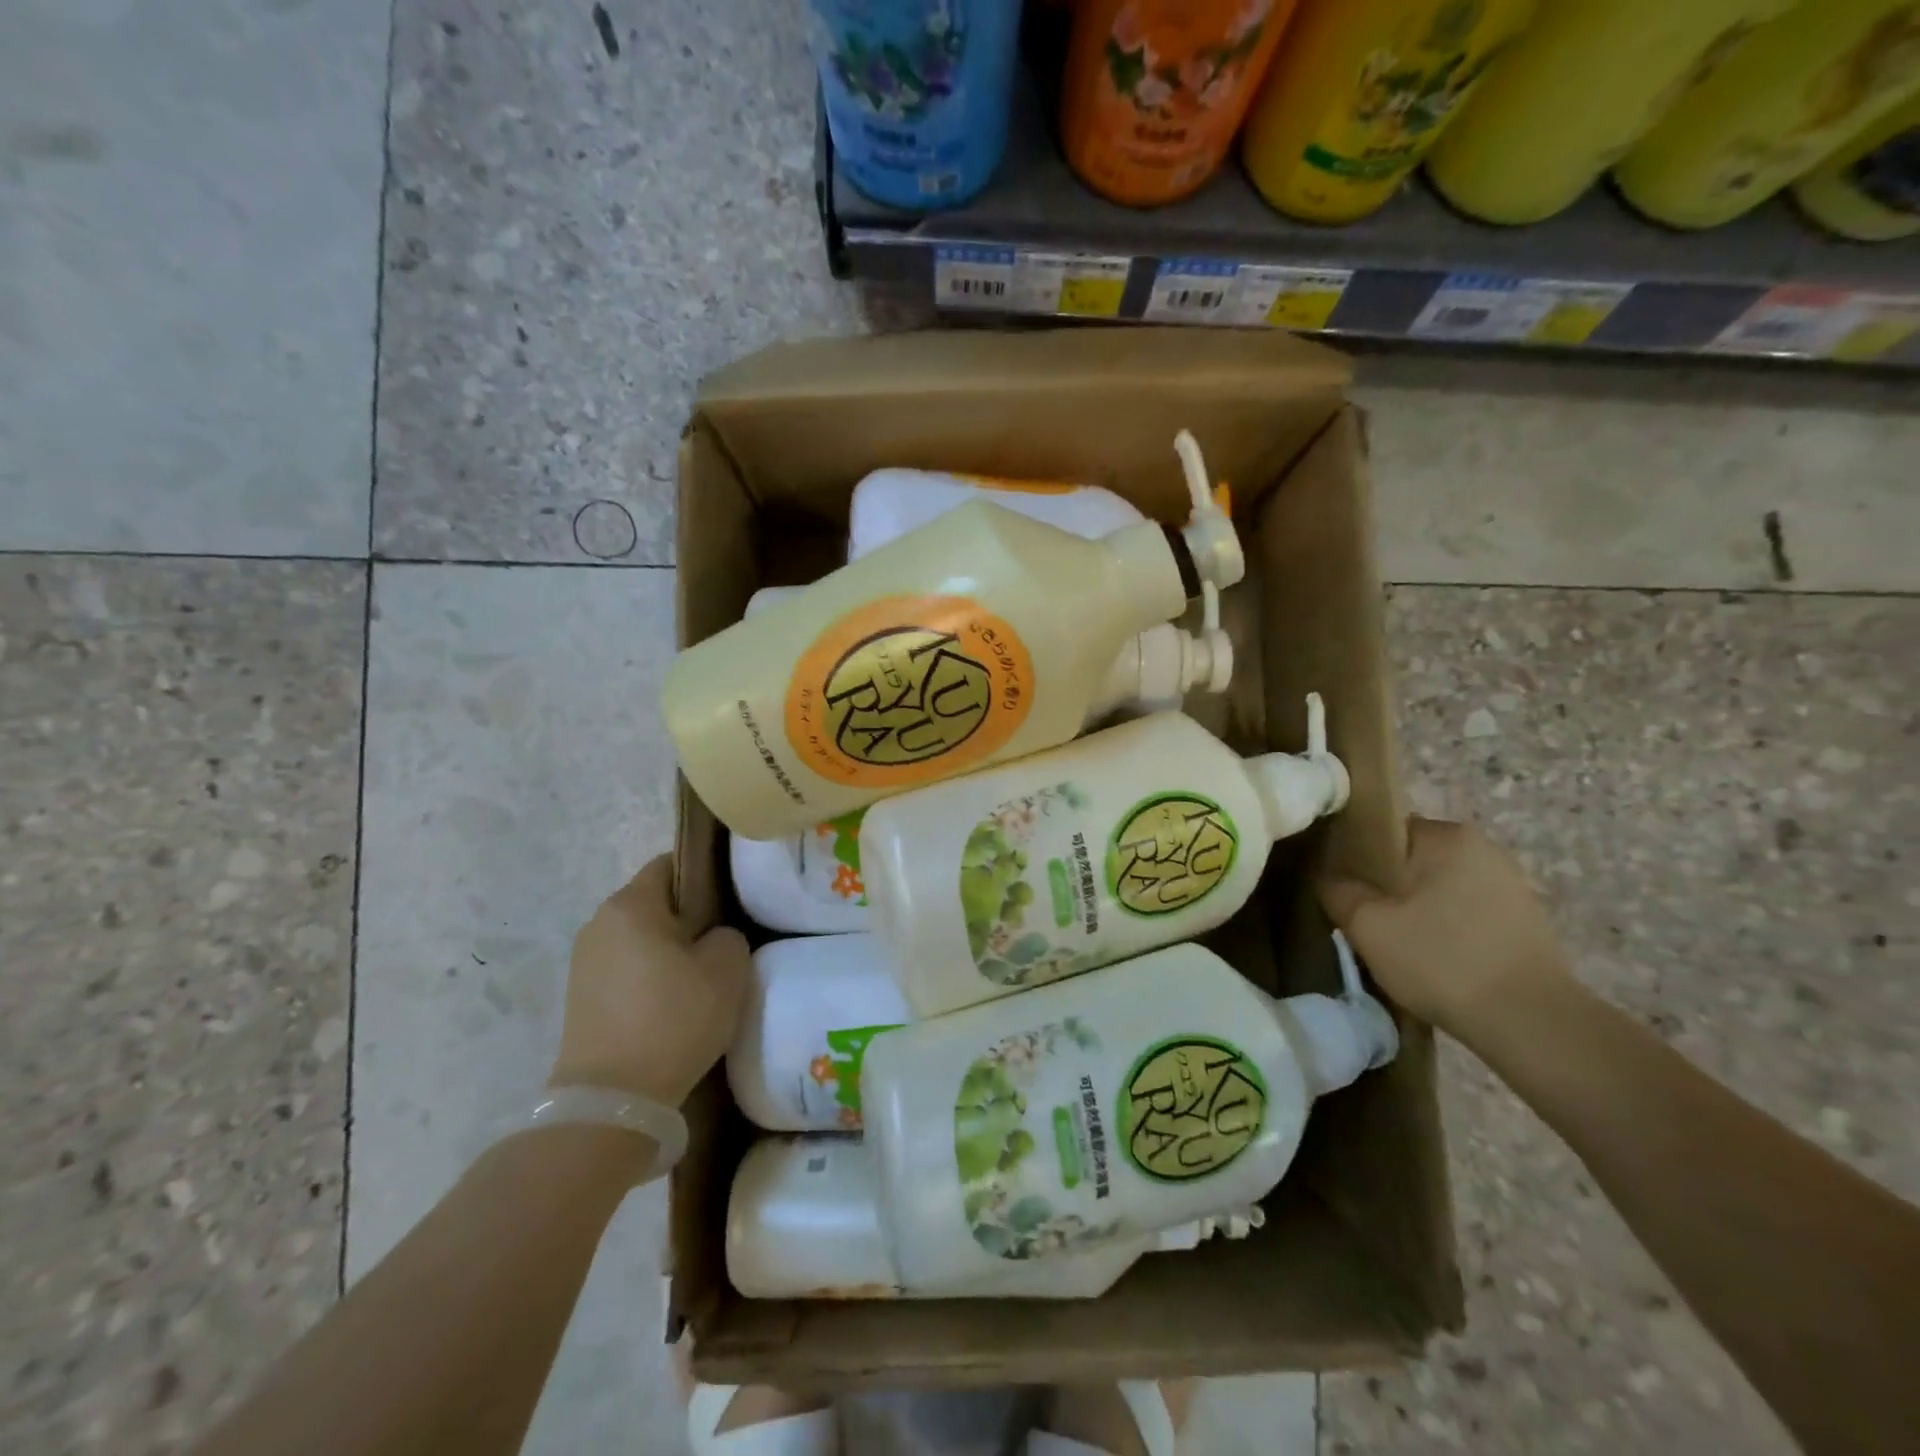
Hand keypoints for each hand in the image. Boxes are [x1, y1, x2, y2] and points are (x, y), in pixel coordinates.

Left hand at [549, 855, 749, 1107]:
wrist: (613, 1099)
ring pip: (639, 938)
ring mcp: (583, 962)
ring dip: (667, 950)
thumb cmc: (674, 1018)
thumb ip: (728, 935)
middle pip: (654, 903)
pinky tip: (671, 1006)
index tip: (731, 902)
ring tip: (699, 979)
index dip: (706, 876)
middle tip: (722, 944)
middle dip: (688, 917)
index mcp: (631, 904)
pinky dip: (648, 978)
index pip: (672, 864)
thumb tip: (712, 938)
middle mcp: (599, 923)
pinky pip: (624, 969)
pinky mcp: (579, 998)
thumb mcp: (728, 968)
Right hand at [1317, 817, 1572, 1039]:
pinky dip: (1445, 929)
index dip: (1355, 858)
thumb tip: (1328, 877)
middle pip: (1412, 860)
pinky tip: (1434, 959)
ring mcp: (1511, 886)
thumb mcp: (1367, 925)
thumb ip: (1337, 890)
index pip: (1384, 831)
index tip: (1342, 889)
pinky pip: (1465, 913)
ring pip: (1438, 889)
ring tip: (1397, 945)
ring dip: (1416, 910)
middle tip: (1364, 921)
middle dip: (1386, 887)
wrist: (1533, 1024)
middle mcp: (1484, 850)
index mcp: (1448, 836)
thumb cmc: (1442, 960)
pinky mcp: (1526, 922)